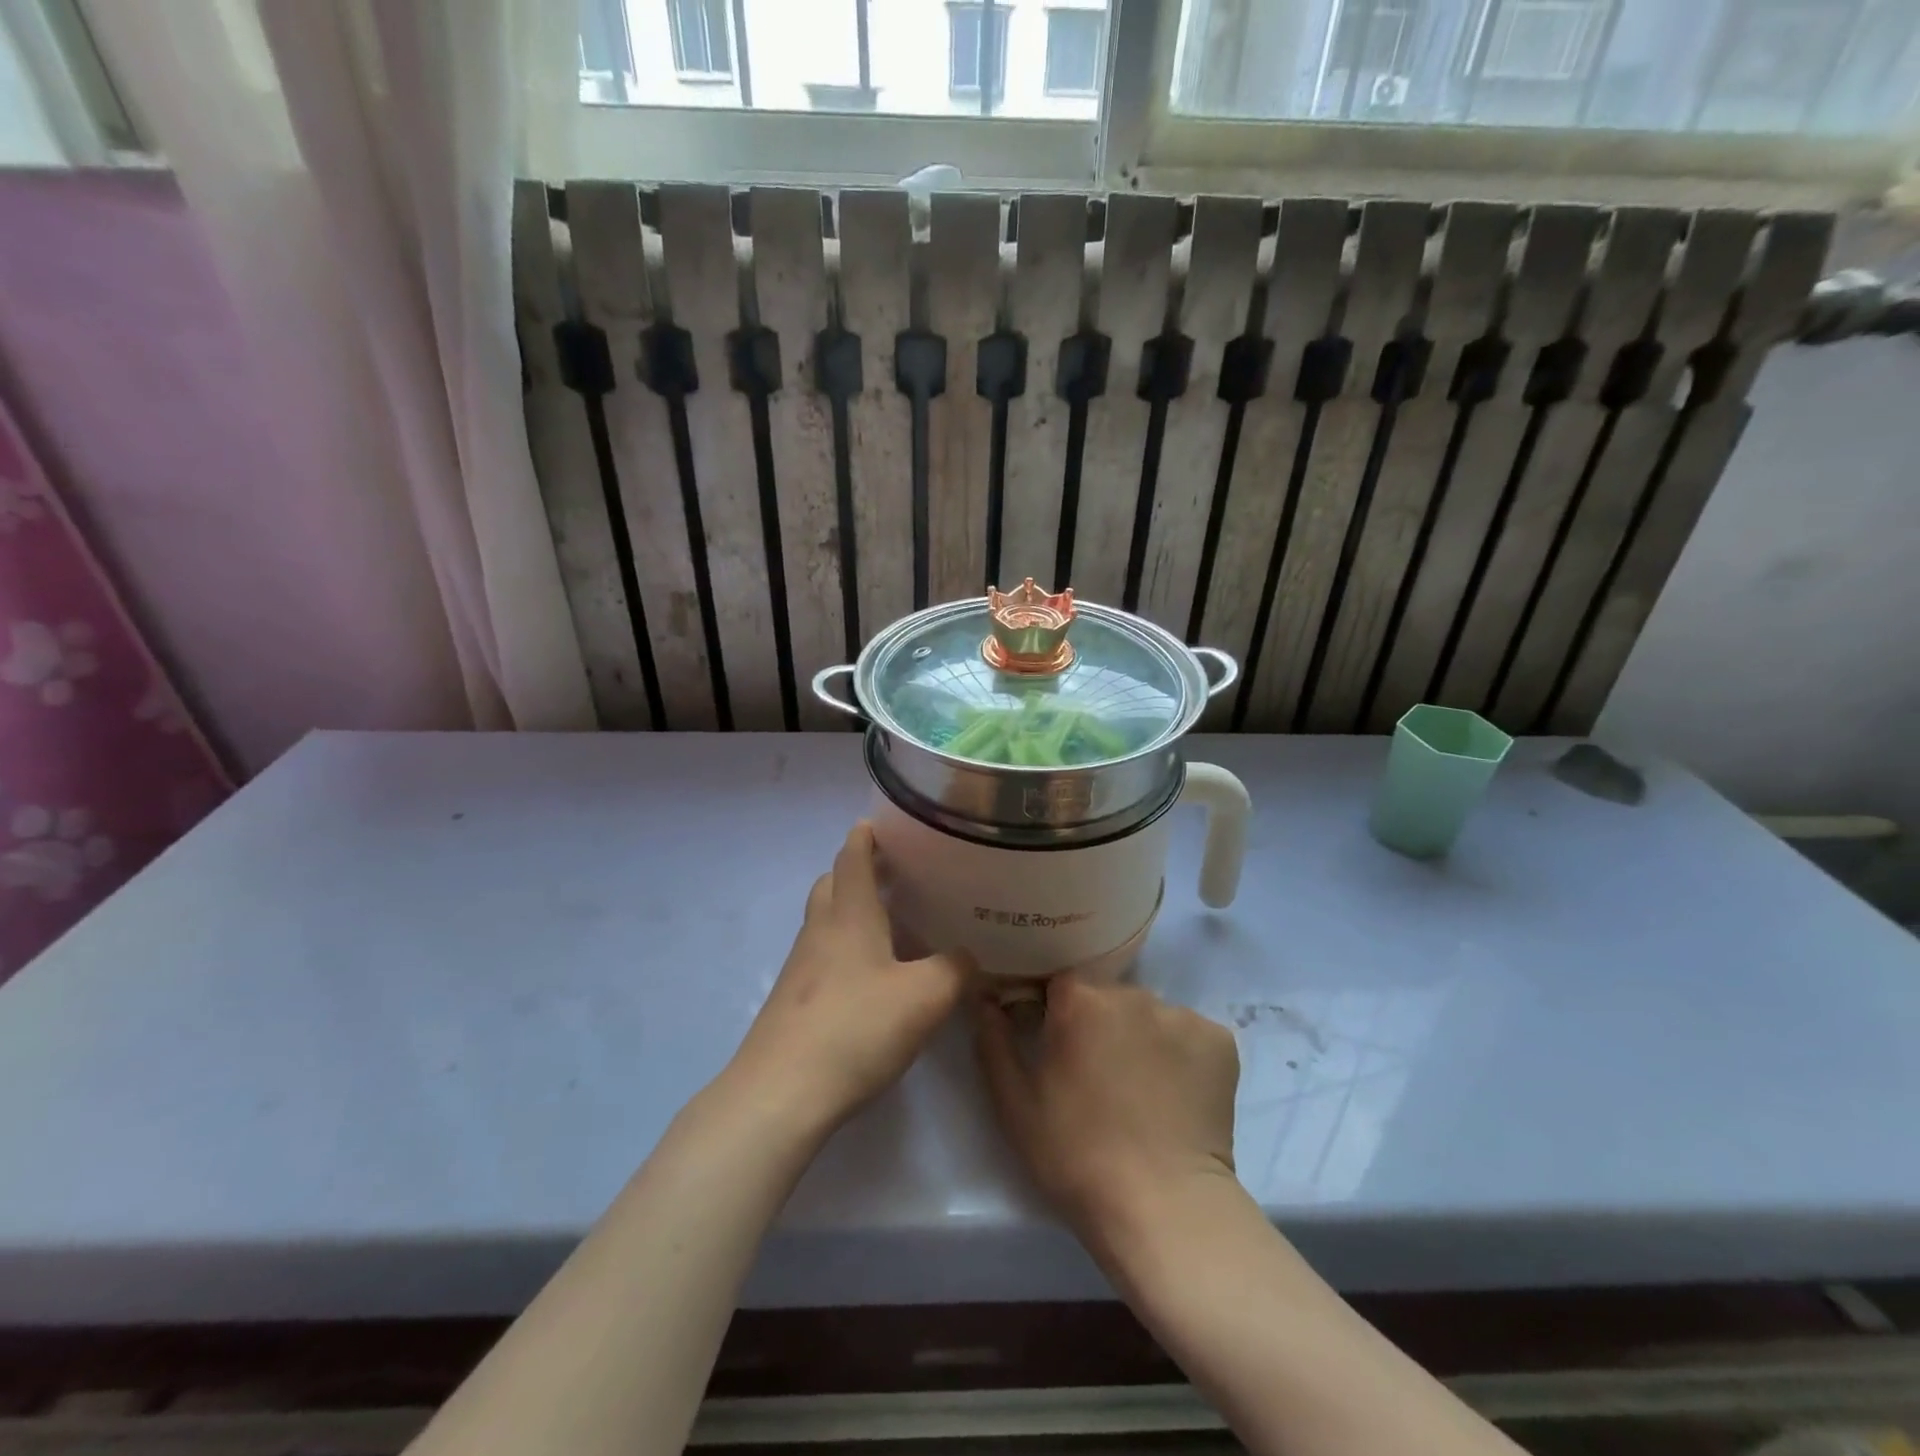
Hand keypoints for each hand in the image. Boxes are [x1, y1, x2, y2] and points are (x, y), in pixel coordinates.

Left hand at [729, 823, 968, 1134]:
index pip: (853, 856)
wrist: (781, 1093)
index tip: (887, 823)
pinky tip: (874, 976)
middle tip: (897, 874)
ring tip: (893, 924)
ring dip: (852, 910)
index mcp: (849, 913)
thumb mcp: (925, 997)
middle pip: (833, 883)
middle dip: (859, 870)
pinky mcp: (794, 1000)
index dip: (867, 835)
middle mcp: (820, 930)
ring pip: (826, 920)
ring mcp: (801, 966)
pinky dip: (847, 948)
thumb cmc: (855, 1027)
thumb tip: (967, 956)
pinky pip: (823, 955)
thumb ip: (955, 969)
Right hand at [974, 974, 1239, 1248]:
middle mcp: (1133, 993)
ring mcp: (1181, 1015)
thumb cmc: (1077, 1155)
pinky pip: (1189, 1034)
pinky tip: (1175, 1094)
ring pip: (1149, 1014)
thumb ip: (993, 1040)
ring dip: (1139, 1037)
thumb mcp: (1015, 1104)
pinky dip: (1180, 1054)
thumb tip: (985, 998)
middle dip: (1097, 1024)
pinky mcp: (1220, 1041)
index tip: (1053, 1042)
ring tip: (1140, 1089)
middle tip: (1095, 1074)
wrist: (1164, 1210)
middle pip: (1107, 996)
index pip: (1060, 983)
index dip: (1052, 1010)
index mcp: (1080, 999)